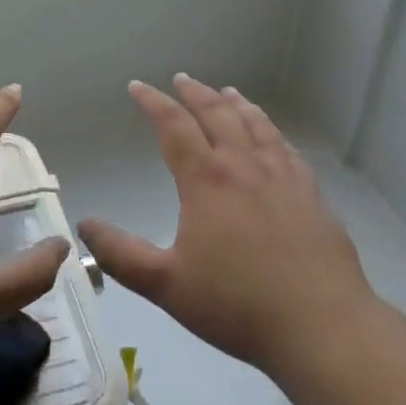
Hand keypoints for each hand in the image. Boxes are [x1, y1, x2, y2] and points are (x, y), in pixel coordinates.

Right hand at [79, 75, 373, 382]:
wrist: (320, 325)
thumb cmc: (236, 304)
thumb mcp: (166, 285)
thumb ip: (121, 254)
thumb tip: (85, 225)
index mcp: (206, 179)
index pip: (174, 126)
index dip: (153, 102)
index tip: (138, 87)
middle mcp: (243, 165)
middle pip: (216, 114)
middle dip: (195, 93)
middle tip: (181, 79)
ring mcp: (282, 176)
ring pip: (255, 124)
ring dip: (235, 104)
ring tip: (226, 92)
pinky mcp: (310, 193)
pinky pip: (286, 147)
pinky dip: (271, 129)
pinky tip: (272, 135)